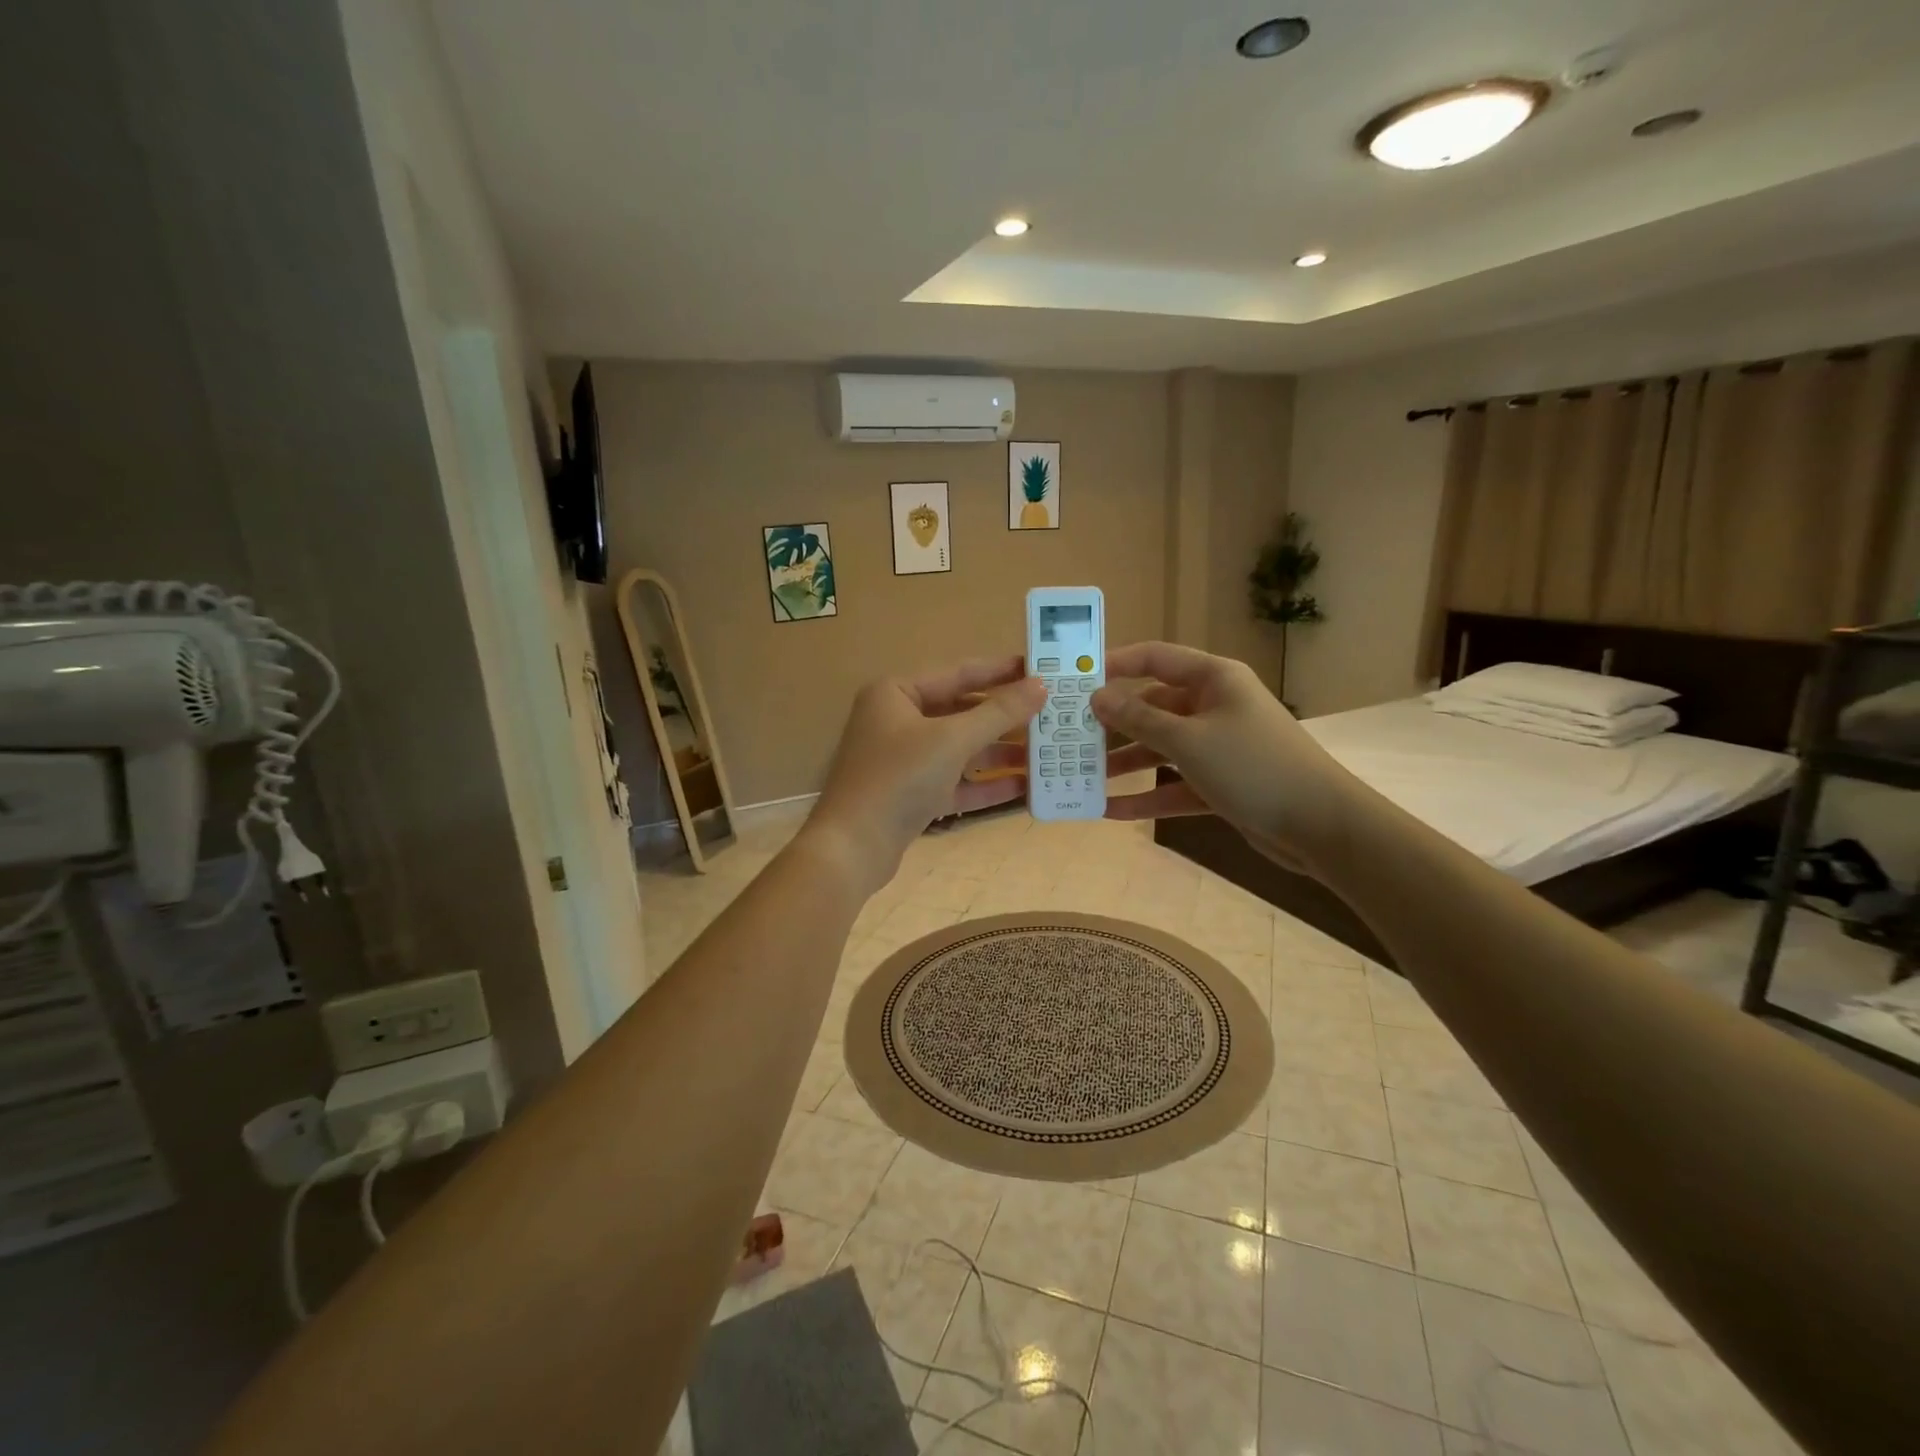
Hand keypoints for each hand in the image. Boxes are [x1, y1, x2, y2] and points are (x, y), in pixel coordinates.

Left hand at [804, 657, 1046, 893]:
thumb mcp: (953, 740)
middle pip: (961, 711)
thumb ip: (999, 713)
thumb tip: (1040, 686)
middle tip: (1050, 712)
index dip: (1000, 671)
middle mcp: (897, 720)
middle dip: (1004, 716)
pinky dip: (984, 782)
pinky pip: (954, 780)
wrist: (853, 848)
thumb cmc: (899, 778)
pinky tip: (1023, 786)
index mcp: (896, 693)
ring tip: (1045, 751)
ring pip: (960, 748)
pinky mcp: (911, 794)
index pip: (958, 673)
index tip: (1040, 667)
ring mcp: (903, 759)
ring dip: (999, 751)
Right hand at [1089, 642, 1357, 874]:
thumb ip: (1138, 719)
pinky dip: (1147, 796)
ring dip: (1126, 763)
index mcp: (1214, 679)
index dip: (1114, 665)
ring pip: (1161, 748)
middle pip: (1153, 707)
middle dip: (1114, 724)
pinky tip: (1110, 811)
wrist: (1321, 825)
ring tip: (1082, 777)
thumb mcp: (1188, 740)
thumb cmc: (1252, 766)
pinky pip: (1175, 784)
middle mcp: (1215, 706)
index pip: (1155, 658)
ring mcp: (1219, 746)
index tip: (1075, 680)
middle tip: (1071, 737)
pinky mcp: (1221, 783)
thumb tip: (1097, 697)